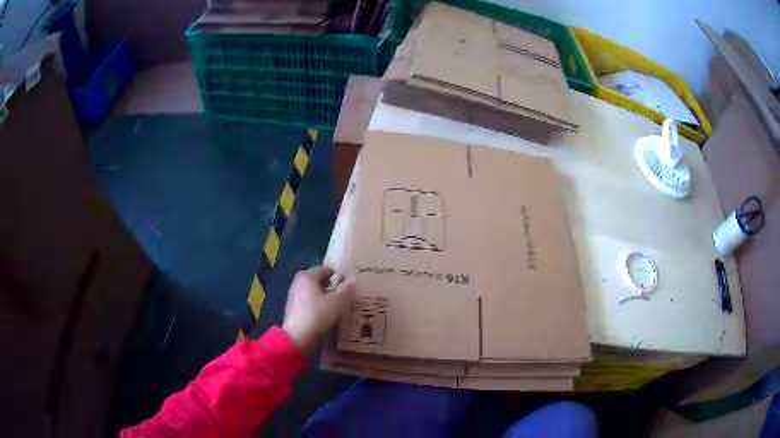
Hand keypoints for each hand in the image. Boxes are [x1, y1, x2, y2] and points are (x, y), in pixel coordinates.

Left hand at [282, 266, 354, 354]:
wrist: (297, 337)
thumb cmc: (318, 314)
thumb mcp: (337, 302)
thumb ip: (346, 289)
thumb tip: (353, 278)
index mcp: (307, 277)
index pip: (323, 269)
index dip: (335, 273)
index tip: (345, 280)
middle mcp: (298, 283)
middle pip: (315, 279)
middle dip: (328, 284)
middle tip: (341, 291)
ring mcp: (293, 296)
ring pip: (311, 291)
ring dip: (322, 294)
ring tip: (336, 302)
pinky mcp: (293, 309)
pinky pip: (307, 301)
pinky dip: (316, 303)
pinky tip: (325, 312)